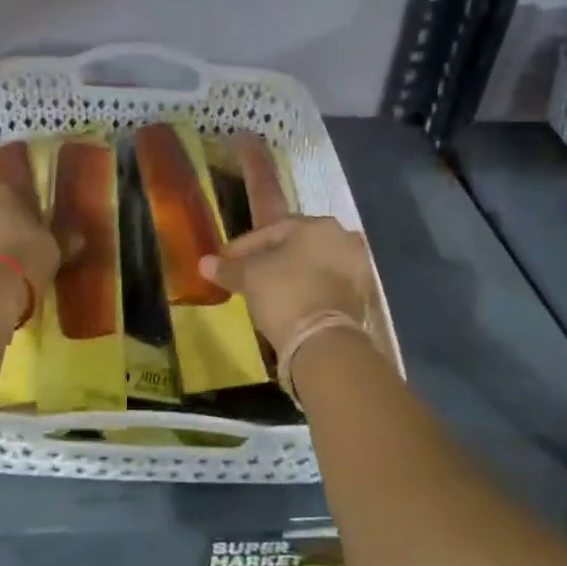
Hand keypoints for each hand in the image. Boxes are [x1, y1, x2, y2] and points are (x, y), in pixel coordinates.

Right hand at [198, 217, 371, 360]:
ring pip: (312, 265)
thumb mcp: (249, 277)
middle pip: (295, 246)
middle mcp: (342, 238)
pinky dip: (306, 290)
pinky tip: (289, 303)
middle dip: (269, 258)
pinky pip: (326, 285)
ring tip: (266, 290)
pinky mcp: (362, 296)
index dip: (242, 247)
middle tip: (246, 274)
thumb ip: (228, 268)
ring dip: (289, 274)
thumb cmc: (284, 294)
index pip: (271, 231)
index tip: (224, 261)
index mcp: (316, 225)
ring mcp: (357, 267)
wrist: (324, 341)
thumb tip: (204, 263)